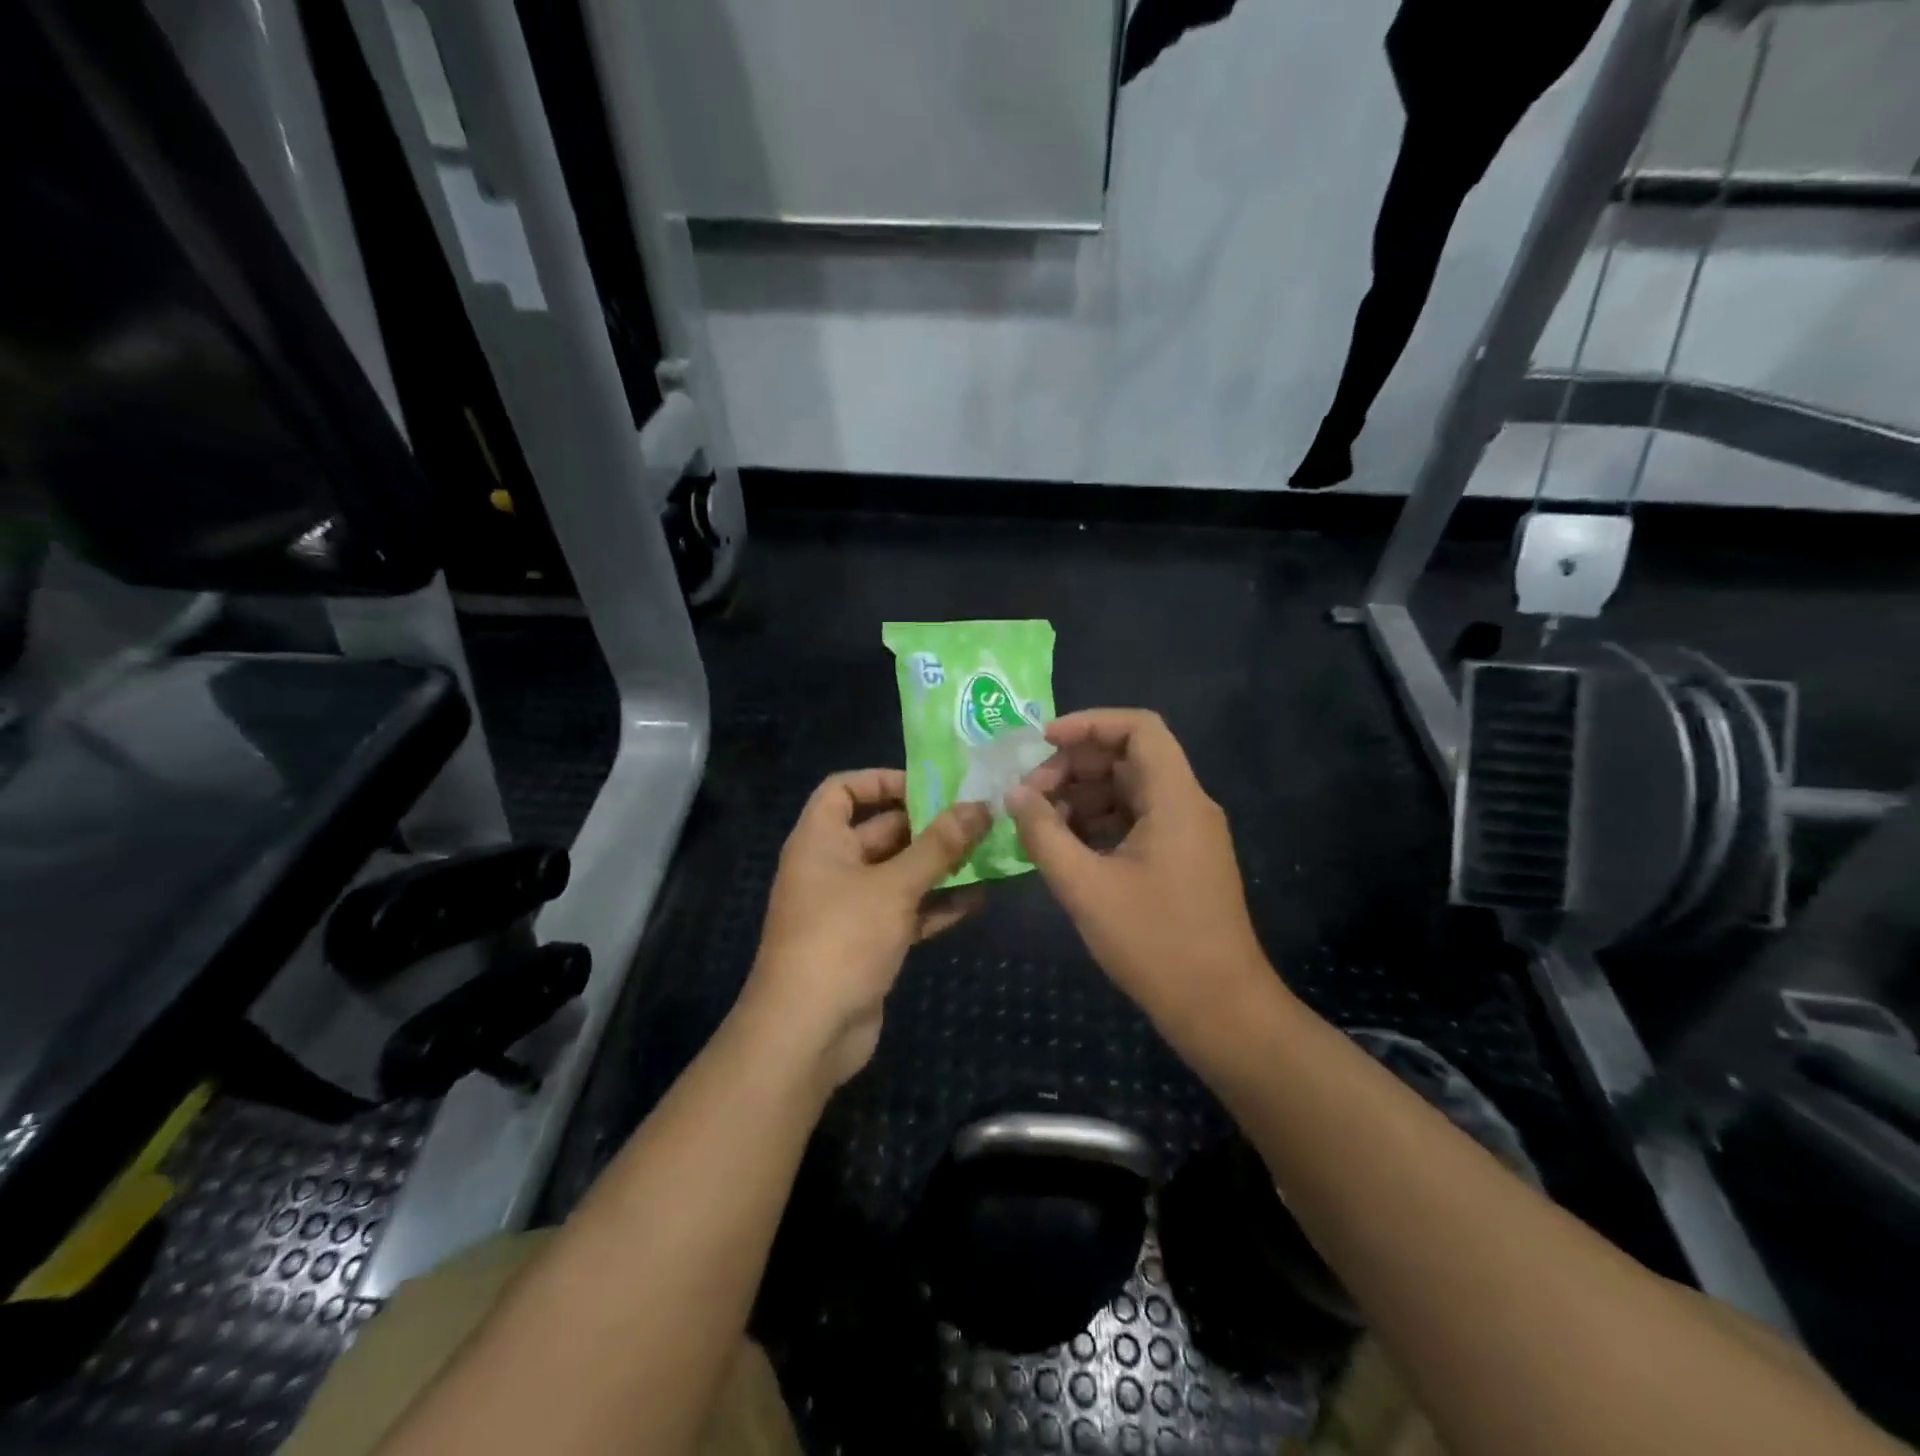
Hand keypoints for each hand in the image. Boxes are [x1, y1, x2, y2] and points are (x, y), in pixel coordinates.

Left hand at [744, 769, 990, 1087]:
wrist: (808, 1032)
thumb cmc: (843, 939)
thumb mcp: (895, 885)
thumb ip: (939, 845)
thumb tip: (979, 805)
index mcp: (820, 841)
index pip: (842, 790)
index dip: (881, 780)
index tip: (928, 785)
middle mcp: (832, 867)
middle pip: (881, 831)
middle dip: (928, 826)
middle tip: (978, 818)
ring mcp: (850, 907)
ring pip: (899, 873)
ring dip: (939, 866)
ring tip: (988, 854)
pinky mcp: (868, 942)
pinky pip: (905, 911)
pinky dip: (935, 904)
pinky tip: (978, 899)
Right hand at [1007, 710, 1276, 1052]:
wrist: (1221, 1011)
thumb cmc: (1155, 944)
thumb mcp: (1085, 887)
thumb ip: (1044, 834)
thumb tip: (1014, 794)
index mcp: (1176, 799)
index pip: (1139, 728)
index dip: (1088, 724)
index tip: (1041, 742)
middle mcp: (1188, 805)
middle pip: (1128, 758)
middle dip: (1074, 767)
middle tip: (1029, 795)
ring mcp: (1187, 834)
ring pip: (1129, 791)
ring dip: (1082, 797)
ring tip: (1039, 824)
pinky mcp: (1181, 860)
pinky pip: (1136, 821)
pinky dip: (1098, 824)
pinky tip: (1064, 847)